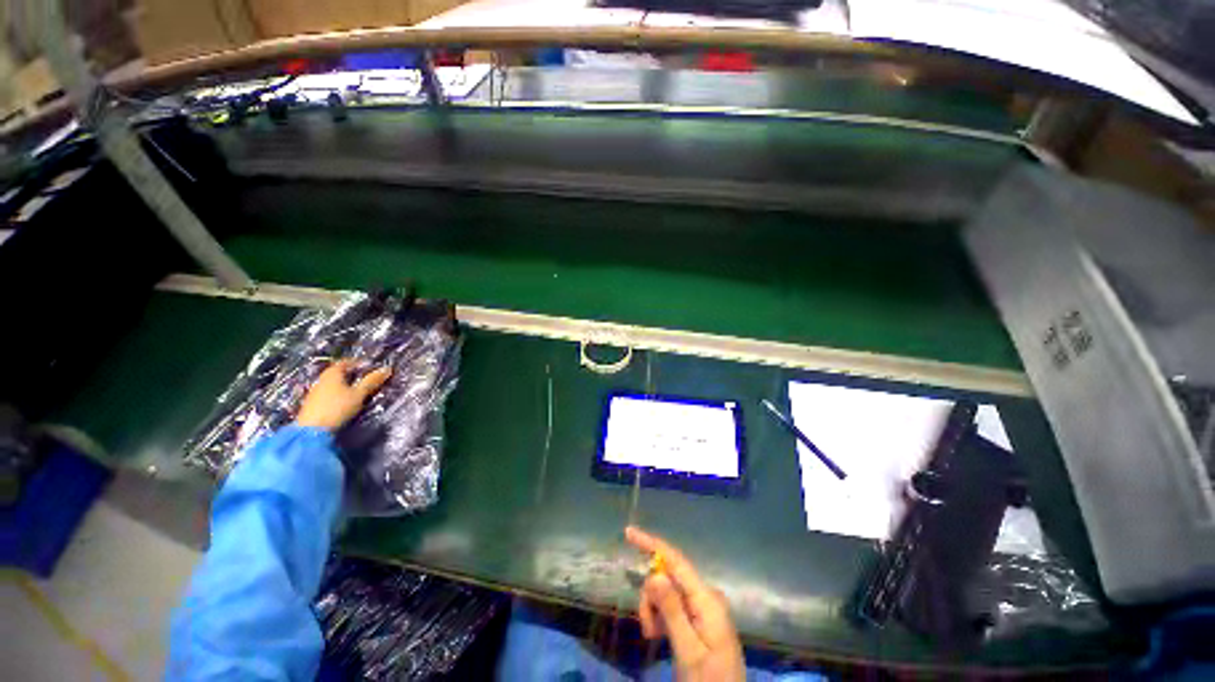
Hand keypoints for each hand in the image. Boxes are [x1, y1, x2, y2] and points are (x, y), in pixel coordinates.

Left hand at [296, 360, 391, 430]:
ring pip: (334, 384)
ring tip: (358, 392)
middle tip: (367, 380)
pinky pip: (328, 393)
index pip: (347, 362)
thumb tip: (387, 369)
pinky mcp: (312, 403)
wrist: (312, 431)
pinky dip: (338, 394)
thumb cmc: (338, 407)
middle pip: (339, 373)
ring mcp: (315, 392)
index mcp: (332, 373)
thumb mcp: (359, 394)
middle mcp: (322, 379)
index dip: (359, 363)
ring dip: (345, 386)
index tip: (371, 368)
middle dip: (353, 375)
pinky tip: (345, 402)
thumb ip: (372, 381)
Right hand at [626, 526, 744, 681]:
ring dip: (654, 609)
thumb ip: (672, 611)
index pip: (675, 560)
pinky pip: (673, 604)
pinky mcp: (699, 617)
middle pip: (668, 577)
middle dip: (651, 595)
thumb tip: (654, 573)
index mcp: (707, 598)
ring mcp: (702, 606)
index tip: (628, 532)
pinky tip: (659, 634)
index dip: (651, 543)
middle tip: (646, 628)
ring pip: (667, 592)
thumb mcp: (688, 650)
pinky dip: (661, 615)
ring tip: (652, 635)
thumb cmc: (709, 680)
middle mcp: (705, 595)